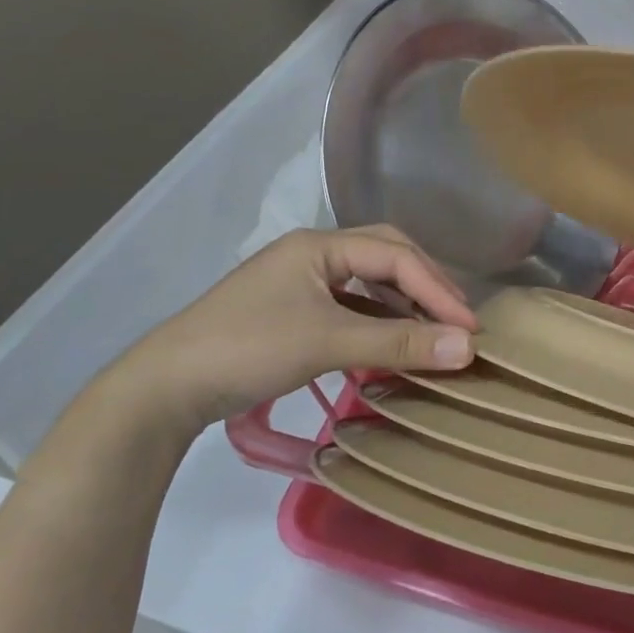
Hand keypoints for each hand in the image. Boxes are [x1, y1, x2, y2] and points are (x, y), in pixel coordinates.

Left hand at [100, 226, 477, 434]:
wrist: (164, 388)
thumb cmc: (248, 349)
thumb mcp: (327, 343)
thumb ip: (397, 344)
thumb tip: (467, 348)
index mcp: (320, 244)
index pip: (395, 255)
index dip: (437, 289)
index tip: (469, 328)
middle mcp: (312, 253)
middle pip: (385, 257)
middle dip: (425, 286)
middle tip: (457, 320)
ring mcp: (300, 282)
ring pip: (367, 284)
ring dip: (402, 305)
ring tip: (433, 333)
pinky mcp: (291, 312)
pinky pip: (349, 308)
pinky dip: (377, 323)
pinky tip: (391, 345)